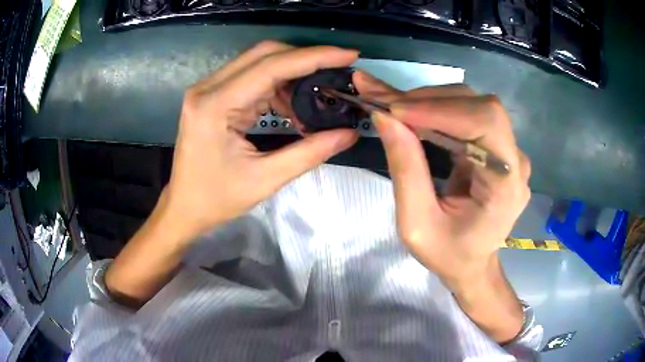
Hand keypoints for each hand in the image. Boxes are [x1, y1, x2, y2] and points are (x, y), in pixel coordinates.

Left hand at [163, 41, 358, 241]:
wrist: (184, 206)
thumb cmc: (216, 199)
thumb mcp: (265, 180)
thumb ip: (310, 153)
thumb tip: (350, 133)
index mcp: (215, 106)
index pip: (271, 66)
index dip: (314, 57)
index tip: (348, 55)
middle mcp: (208, 88)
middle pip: (264, 54)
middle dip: (305, 59)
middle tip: (337, 72)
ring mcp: (208, 89)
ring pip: (259, 62)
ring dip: (292, 75)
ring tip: (315, 98)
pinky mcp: (213, 95)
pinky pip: (252, 77)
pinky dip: (278, 86)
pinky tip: (292, 106)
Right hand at [353, 72, 530, 287]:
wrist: (472, 265)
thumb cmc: (448, 254)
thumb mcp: (417, 224)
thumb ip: (405, 170)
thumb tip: (384, 117)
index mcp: (506, 185)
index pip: (485, 123)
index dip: (440, 109)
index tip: (394, 110)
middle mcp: (514, 160)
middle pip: (479, 106)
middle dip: (429, 100)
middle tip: (384, 104)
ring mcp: (508, 150)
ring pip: (471, 104)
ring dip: (429, 101)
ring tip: (391, 107)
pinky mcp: (495, 146)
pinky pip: (467, 115)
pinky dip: (435, 109)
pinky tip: (411, 112)